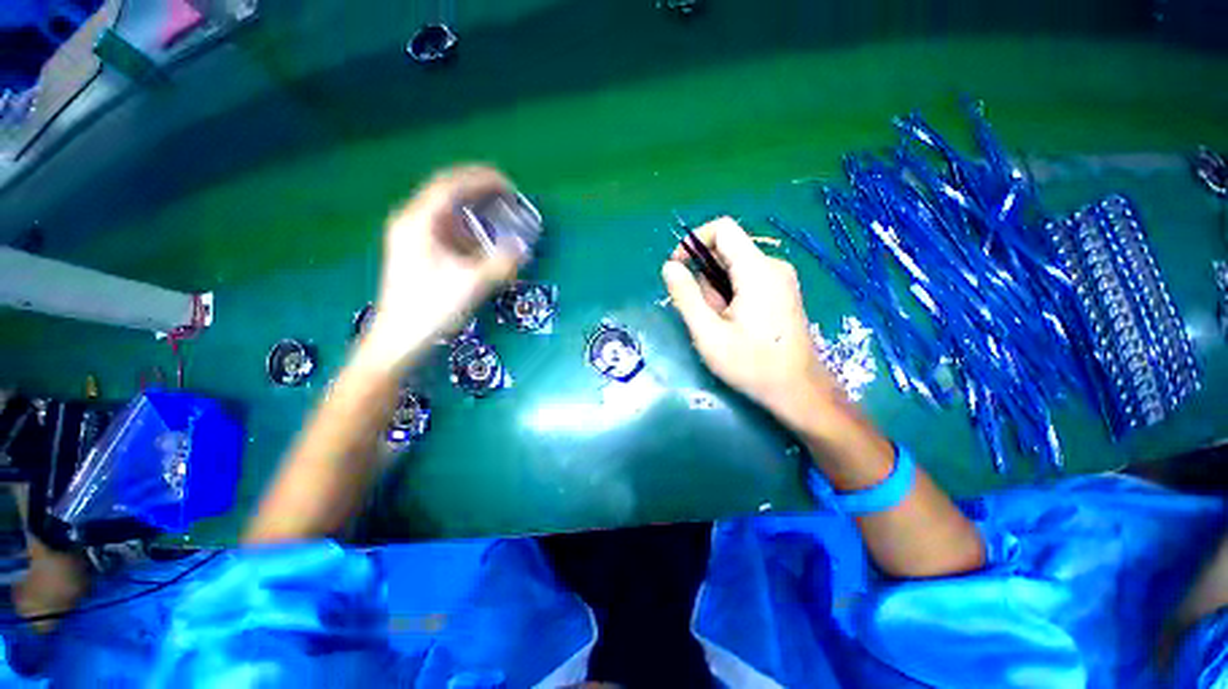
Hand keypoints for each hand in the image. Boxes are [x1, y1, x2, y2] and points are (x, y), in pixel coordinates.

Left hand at [365, 166, 524, 367]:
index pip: (450, 186)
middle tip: (508, 196)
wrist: (399, 339)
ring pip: (446, 212)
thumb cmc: (431, 309)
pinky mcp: (418, 252)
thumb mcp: (472, 284)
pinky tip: (483, 239)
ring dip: (474, 210)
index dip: (481, 179)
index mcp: (419, 222)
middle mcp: (412, 222)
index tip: (509, 184)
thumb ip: (501, 263)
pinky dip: (468, 229)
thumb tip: (523, 249)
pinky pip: (446, 230)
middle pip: (447, 193)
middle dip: (479, 191)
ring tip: (500, 213)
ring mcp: (412, 237)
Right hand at [661, 217, 845, 433]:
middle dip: (705, 277)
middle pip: (727, 251)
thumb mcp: (708, 333)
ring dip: (718, 291)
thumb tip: (669, 266)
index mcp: (756, 270)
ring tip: (721, 325)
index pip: (723, 229)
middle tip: (705, 314)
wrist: (798, 390)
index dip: (694, 241)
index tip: (678, 267)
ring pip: (735, 268)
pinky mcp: (783, 291)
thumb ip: (686, 296)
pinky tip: (735, 324)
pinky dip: (732, 295)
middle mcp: (773, 266)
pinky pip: (748, 279)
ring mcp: (781, 278)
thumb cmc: (752, 364)